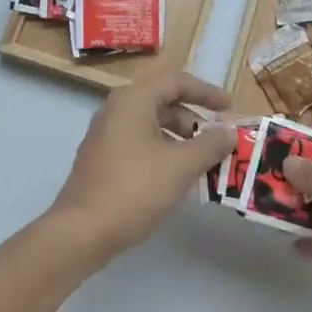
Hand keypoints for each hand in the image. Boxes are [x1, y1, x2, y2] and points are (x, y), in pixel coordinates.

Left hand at [49, 70, 236, 265]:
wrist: (81, 231)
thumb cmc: (134, 189)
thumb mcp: (181, 166)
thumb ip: (209, 145)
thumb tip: (229, 131)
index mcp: (133, 100)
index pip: (176, 81)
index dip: (206, 92)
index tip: (230, 109)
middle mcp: (116, 109)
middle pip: (163, 101)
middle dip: (194, 119)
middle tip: (216, 141)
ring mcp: (106, 133)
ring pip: (151, 124)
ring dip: (179, 138)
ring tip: (201, 163)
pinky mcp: (102, 157)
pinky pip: (139, 142)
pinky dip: (162, 151)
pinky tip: (175, 178)